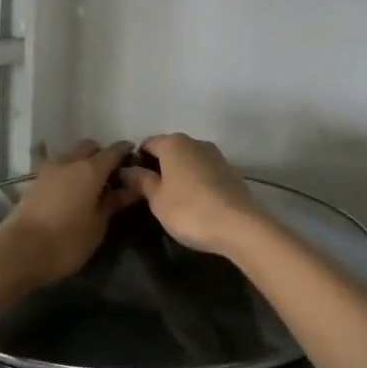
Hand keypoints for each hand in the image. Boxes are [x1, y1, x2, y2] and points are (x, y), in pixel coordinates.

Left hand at [0, 139, 134, 289]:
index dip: (125, 152)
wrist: (20, 250)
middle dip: (101, 155)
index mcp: (91, 169)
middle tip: (110, 175)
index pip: (114, 150)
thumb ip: (113, 203)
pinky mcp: (33, 180)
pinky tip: (66, 187)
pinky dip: (64, 171)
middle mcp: (70, 161)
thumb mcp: (98, 226)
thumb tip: (131, 188)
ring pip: (70, 155)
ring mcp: (48, 169)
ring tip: (88, 184)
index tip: (134, 159)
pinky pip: (54, 166)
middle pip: (90, 147)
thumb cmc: (67, 241)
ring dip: (81, 162)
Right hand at [119, 134, 267, 257]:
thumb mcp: (156, 199)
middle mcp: (195, 142)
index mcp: (173, 143)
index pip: (146, 144)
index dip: (136, 161)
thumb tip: (127, 169)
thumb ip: (140, 181)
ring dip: (178, 174)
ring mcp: (216, 155)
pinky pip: (204, 172)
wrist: (239, 225)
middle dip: (158, 167)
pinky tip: (195, 203)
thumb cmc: (189, 210)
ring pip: (188, 160)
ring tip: (173, 200)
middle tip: (150, 194)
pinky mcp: (230, 171)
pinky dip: (196, 182)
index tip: (131, 183)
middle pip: (169, 150)